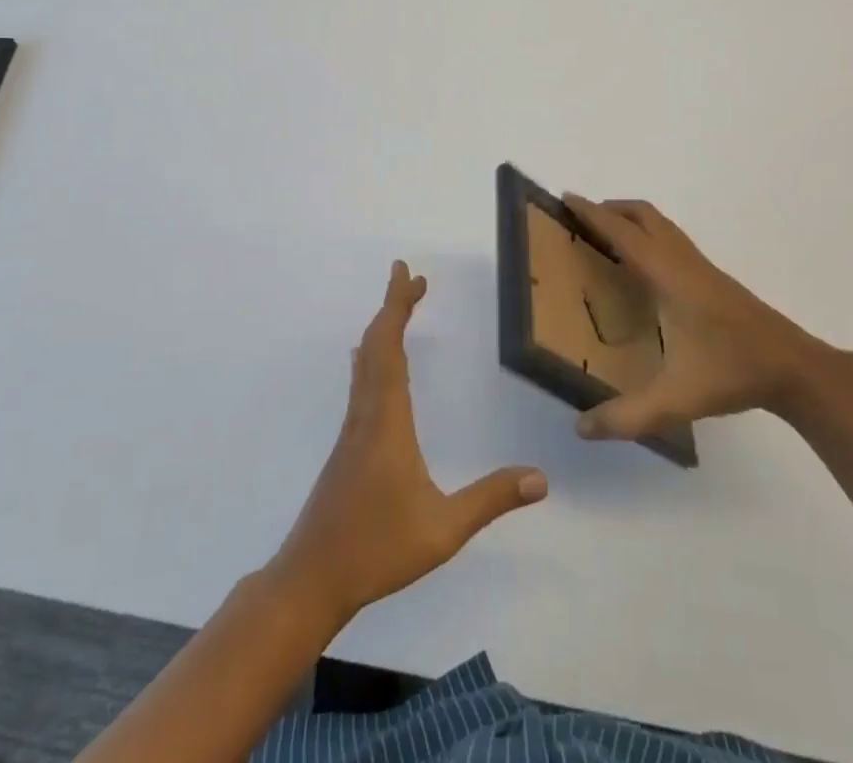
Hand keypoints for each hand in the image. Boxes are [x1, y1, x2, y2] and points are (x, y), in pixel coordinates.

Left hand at [271, 262, 547, 624]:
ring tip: (399, 310)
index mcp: (387, 419)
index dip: (396, 306)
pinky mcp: (347, 446)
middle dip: (393, 307)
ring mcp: (352, 430)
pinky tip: (375, 367)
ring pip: (365, 363)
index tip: (405, 273)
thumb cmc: (376, 549)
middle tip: (414, 281)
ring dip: (383, 330)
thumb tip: (542, 478)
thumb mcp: (443, 529)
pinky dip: (374, 357)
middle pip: (375, 344)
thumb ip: (491, 500)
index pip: (390, 347)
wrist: (311, 579)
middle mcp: (366, 413)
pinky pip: (362, 383)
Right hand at [562, 195, 834, 440]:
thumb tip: (580, 428)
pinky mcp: (712, 278)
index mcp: (667, 275)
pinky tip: (644, 269)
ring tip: (606, 237)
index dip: (592, 213)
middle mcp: (682, 260)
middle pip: (643, 215)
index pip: (622, 233)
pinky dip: (648, 235)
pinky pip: (671, 240)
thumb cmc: (731, 371)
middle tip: (581, 218)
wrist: (792, 366)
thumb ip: (627, 416)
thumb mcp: (675, 399)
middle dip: (610, 208)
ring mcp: (700, 266)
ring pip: (661, 225)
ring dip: (631, 220)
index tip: (567, 197)